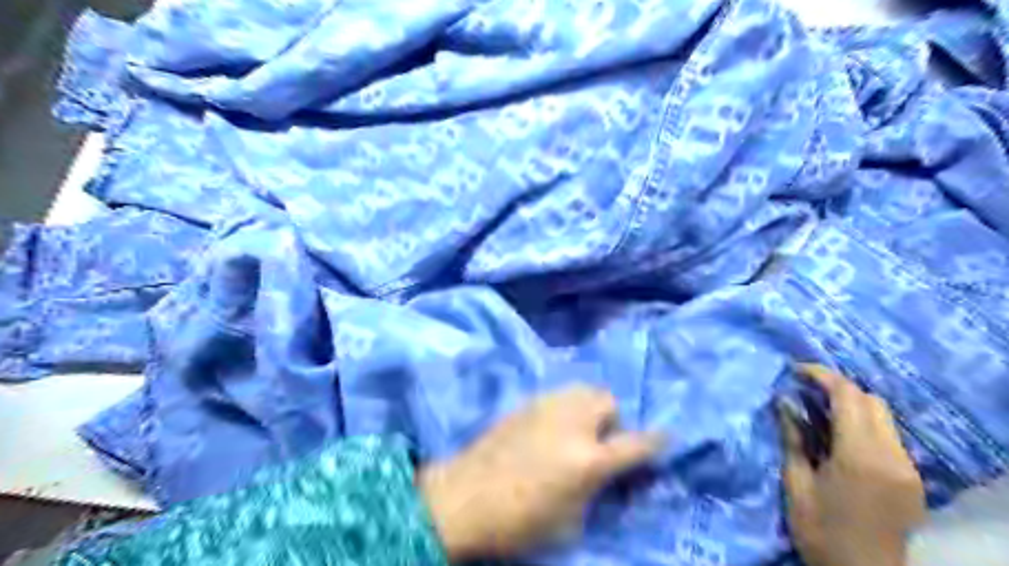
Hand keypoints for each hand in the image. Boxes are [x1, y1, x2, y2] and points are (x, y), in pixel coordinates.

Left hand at [416, 384, 664, 562]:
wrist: (462, 498)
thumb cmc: (518, 522)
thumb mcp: (571, 522)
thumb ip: (597, 490)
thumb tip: (609, 474)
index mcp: (588, 460)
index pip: (636, 443)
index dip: (656, 441)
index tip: (665, 437)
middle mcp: (571, 424)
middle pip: (608, 401)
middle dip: (614, 420)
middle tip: (602, 442)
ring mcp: (546, 408)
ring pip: (583, 390)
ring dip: (590, 408)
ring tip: (577, 431)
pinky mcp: (525, 403)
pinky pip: (558, 395)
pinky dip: (566, 406)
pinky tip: (552, 426)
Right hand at [778, 365, 927, 562]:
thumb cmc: (819, 529)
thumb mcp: (796, 482)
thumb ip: (792, 437)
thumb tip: (783, 400)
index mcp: (860, 457)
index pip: (848, 396)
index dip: (822, 375)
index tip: (795, 370)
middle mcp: (892, 457)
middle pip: (872, 400)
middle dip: (837, 387)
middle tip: (805, 390)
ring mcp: (907, 468)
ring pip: (883, 416)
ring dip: (851, 405)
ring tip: (818, 412)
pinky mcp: (912, 478)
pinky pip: (888, 436)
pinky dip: (863, 424)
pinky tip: (839, 436)